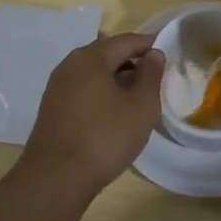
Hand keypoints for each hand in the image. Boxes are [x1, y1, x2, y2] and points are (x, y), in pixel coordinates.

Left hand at [12, 33, 164, 203]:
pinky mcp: (52, 110)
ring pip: (94, 74)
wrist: (55, 179)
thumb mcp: (141, 106)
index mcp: (90, 57)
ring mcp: (56, 88)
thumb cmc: (105, 137)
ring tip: (138, 98)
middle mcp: (69, 66)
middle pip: (107, 55)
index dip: (149, 45)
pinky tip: (114, 115)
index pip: (126, 41)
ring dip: (117, 80)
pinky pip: (83, 91)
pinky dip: (101, 95)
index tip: (168, 53)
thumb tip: (153, 54)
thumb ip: (151, 75)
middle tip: (155, 79)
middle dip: (133, 63)